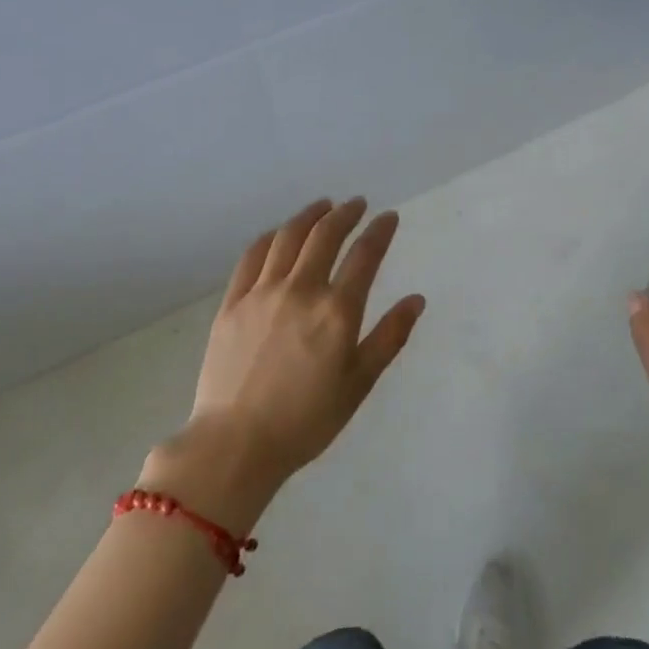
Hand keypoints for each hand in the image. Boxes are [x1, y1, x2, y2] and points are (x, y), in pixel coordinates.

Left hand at [180, 198, 424, 485]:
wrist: (236, 444)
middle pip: (325, 235)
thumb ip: (389, 337)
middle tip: (356, 204)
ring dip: (309, 215)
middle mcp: (300, 290)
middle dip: (345, 213)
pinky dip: (271, 237)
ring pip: (288, 237)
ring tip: (322, 206)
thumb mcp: (359, 383)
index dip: (380, 231)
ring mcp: (262, 293)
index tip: (389, 217)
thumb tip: (416, 300)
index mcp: (337, 311)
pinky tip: (280, 233)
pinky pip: (252, 256)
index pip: (365, 255)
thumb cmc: (306, 420)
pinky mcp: (232, 303)